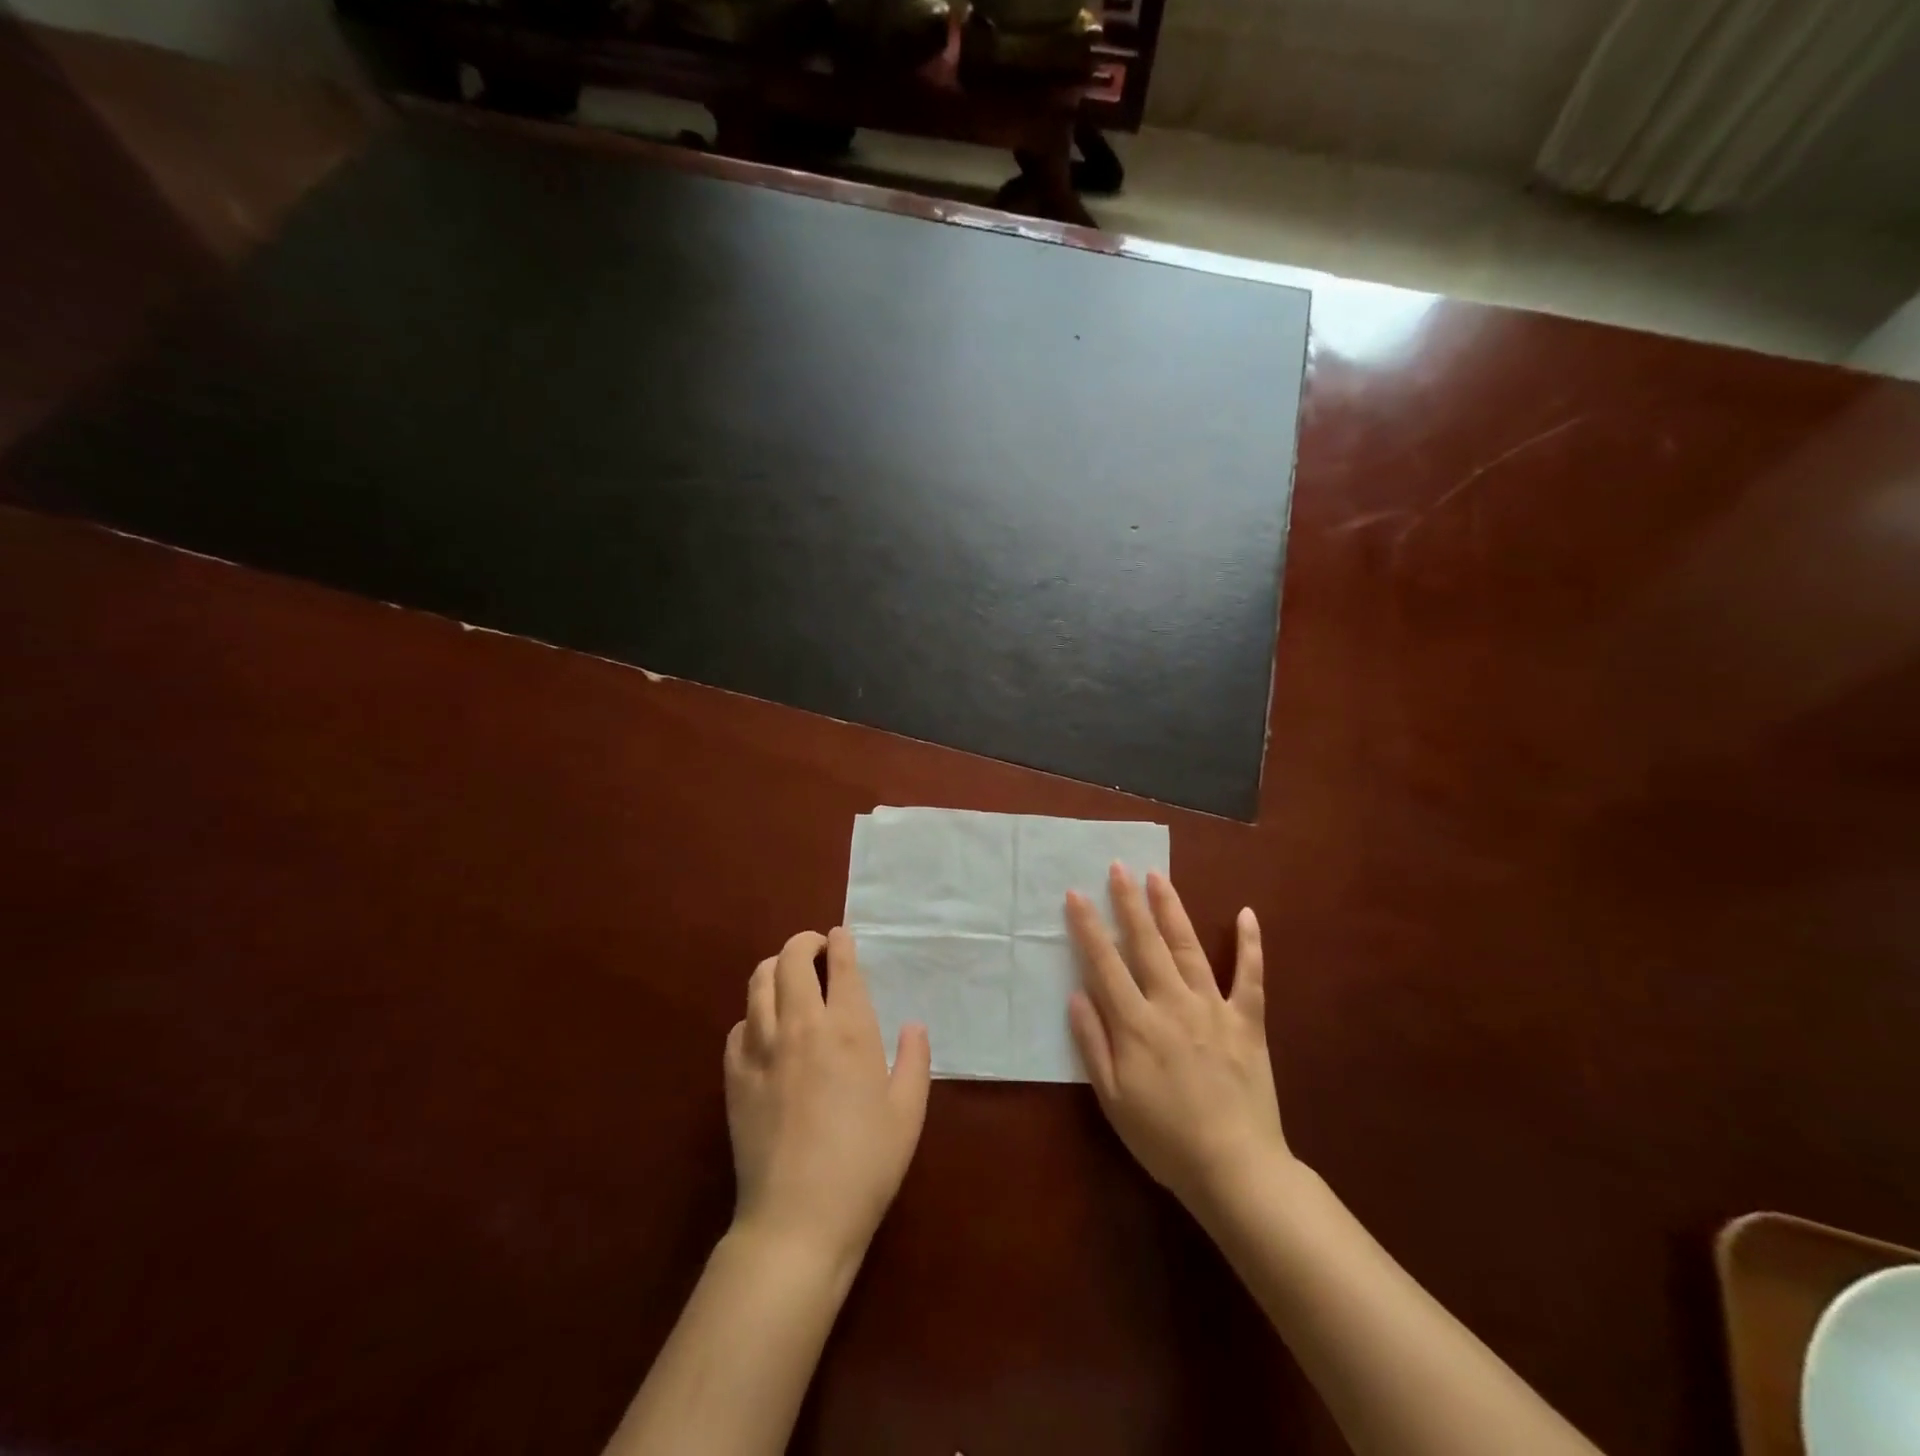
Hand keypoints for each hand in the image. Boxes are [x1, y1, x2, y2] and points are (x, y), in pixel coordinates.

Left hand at [724, 927, 931, 1273]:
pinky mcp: (734, 1075)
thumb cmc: (864, 1166)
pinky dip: (754, 1015)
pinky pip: (739, 1026)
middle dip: (804, 943)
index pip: (841, 965)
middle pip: (791, 960)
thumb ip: (915, 1060)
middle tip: (817, 951)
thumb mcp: (907, 1113)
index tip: (842, 936)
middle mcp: (801, 1026)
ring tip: (789, 978)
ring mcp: (761, 1048)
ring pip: (758, 982)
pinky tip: (765, 1031)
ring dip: (775, 968)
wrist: (797, 1221)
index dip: (841, 942)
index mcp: (848, 1029)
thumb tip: (914, 1024)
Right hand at [1067, 865, 1290, 1216]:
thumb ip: (1093, 1044)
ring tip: (1158, 876)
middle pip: (1146, 944)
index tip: (1076, 894)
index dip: (1088, 927)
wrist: (1235, 1169)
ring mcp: (1214, 1009)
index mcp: (1137, 1025)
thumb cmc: (1164, 1139)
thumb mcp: (1113, 1099)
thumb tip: (1076, 994)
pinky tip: (1247, 913)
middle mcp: (1173, 1004)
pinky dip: (1250, 945)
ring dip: (1171, 909)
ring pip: (1188, 948)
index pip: (1105, 964)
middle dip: (1129, 902)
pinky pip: (1250, 977)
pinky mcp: (1247, 1021)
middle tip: (1118, 866)